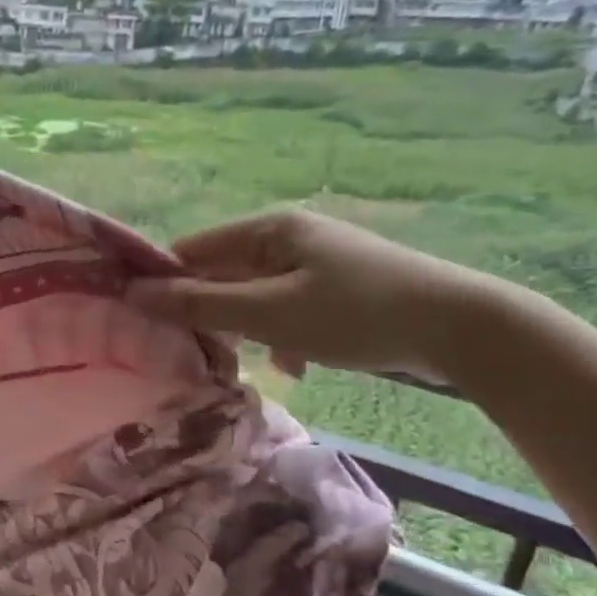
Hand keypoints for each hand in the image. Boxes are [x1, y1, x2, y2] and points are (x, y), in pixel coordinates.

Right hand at [127, 209, 495, 383]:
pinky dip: (283, 336)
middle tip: (195, 354)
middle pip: (224, 274)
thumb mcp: (270, 313)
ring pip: (256, 297)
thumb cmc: (355, 314)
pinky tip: (296, 366)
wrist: (459, 328)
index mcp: (269, 229)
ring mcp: (317, 262)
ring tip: (252, 363)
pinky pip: (289, 310)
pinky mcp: (339, 289)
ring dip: (248, 331)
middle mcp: (290, 237)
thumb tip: (136, 295)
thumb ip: (201, 305)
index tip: (146, 324)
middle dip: (210, 314)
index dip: (165, 283)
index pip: (193, 249)